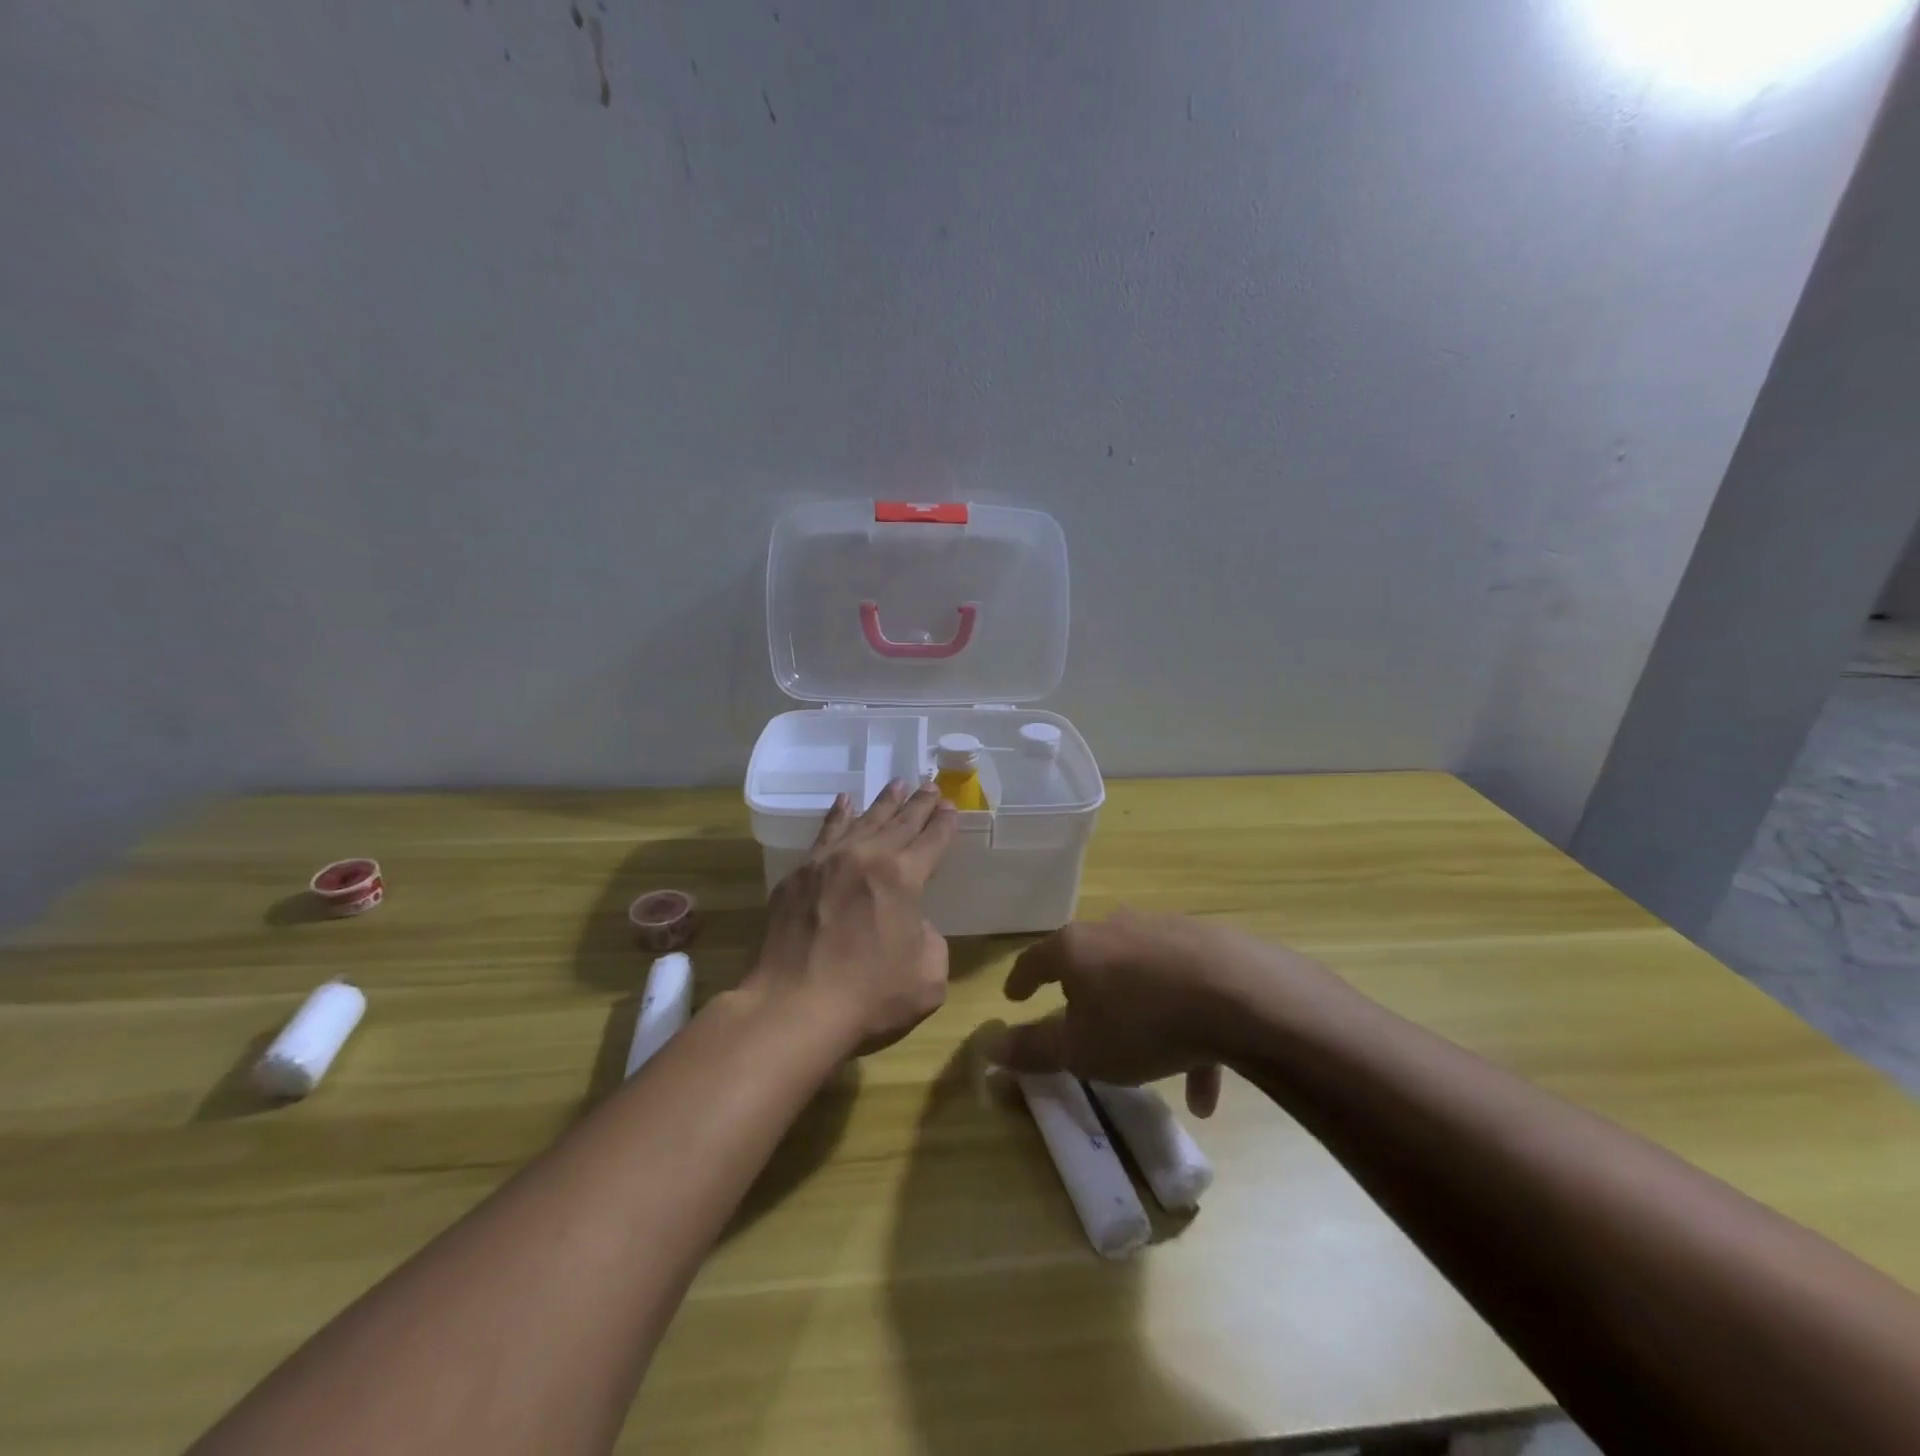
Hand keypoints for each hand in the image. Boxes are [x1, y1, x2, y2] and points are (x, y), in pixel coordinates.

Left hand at [748, 779, 957, 1057]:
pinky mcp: (799, 874)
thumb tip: (911, 923)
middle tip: (930, 785)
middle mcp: (868, 857)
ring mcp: (829, 861)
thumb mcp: (928, 977)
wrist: (794, 1006)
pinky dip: (838, 814)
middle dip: (919, 804)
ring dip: (884, 802)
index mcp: (904, 877)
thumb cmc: (869, 997)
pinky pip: (825, 833)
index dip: (944, 824)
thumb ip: (930, 940)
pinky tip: (844, 801)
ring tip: (897, 784)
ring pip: (863, 820)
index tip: (951, 806)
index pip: (932, 841)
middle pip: (900, 822)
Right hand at [985, 910, 1286, 1116]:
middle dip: (1084, 990)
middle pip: (1091, 958)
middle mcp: (1117, 928)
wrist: (1241, 995)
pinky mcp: (1209, 944)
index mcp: (1078, 947)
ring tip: (1151, 1066)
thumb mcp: (1080, 1049)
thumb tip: (987, 1047)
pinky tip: (1204, 1081)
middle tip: (1082, 1018)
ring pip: (1142, 977)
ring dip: (1140, 1017)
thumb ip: (1033, 1048)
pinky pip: (1186, 988)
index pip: (1036, 959)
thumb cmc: (1142, 1022)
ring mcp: (1165, 931)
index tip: (1014, 996)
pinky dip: (1186, 1028)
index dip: (1021, 980)